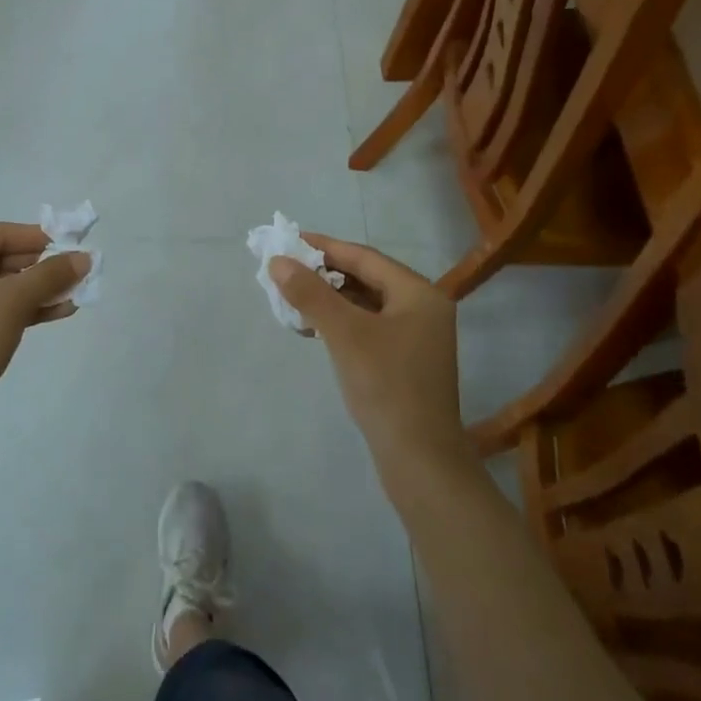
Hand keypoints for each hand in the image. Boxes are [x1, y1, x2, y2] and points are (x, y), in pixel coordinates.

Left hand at [0, 223, 89, 400]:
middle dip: (40, 267)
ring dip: (36, 290)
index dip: (36, 237)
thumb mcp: (13, 301)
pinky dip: (21, 308)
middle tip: (74, 270)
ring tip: (74, 292)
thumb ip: (51, 275)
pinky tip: (57, 311)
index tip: (69, 243)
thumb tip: (85, 257)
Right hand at [268, 238, 467, 467]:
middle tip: (285, 271)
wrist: (419, 459)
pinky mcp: (404, 361)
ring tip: (291, 299)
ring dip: (329, 299)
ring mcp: (415, 337)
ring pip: (364, 304)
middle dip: (324, 274)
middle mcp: (422, 309)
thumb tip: (278, 261)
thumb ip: (310, 294)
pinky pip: (367, 327)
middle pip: (366, 278)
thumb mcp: (344, 334)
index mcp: (419, 293)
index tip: (288, 240)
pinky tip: (312, 329)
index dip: (324, 247)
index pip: (364, 257)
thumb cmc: (386, 386)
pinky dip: (339, 323)